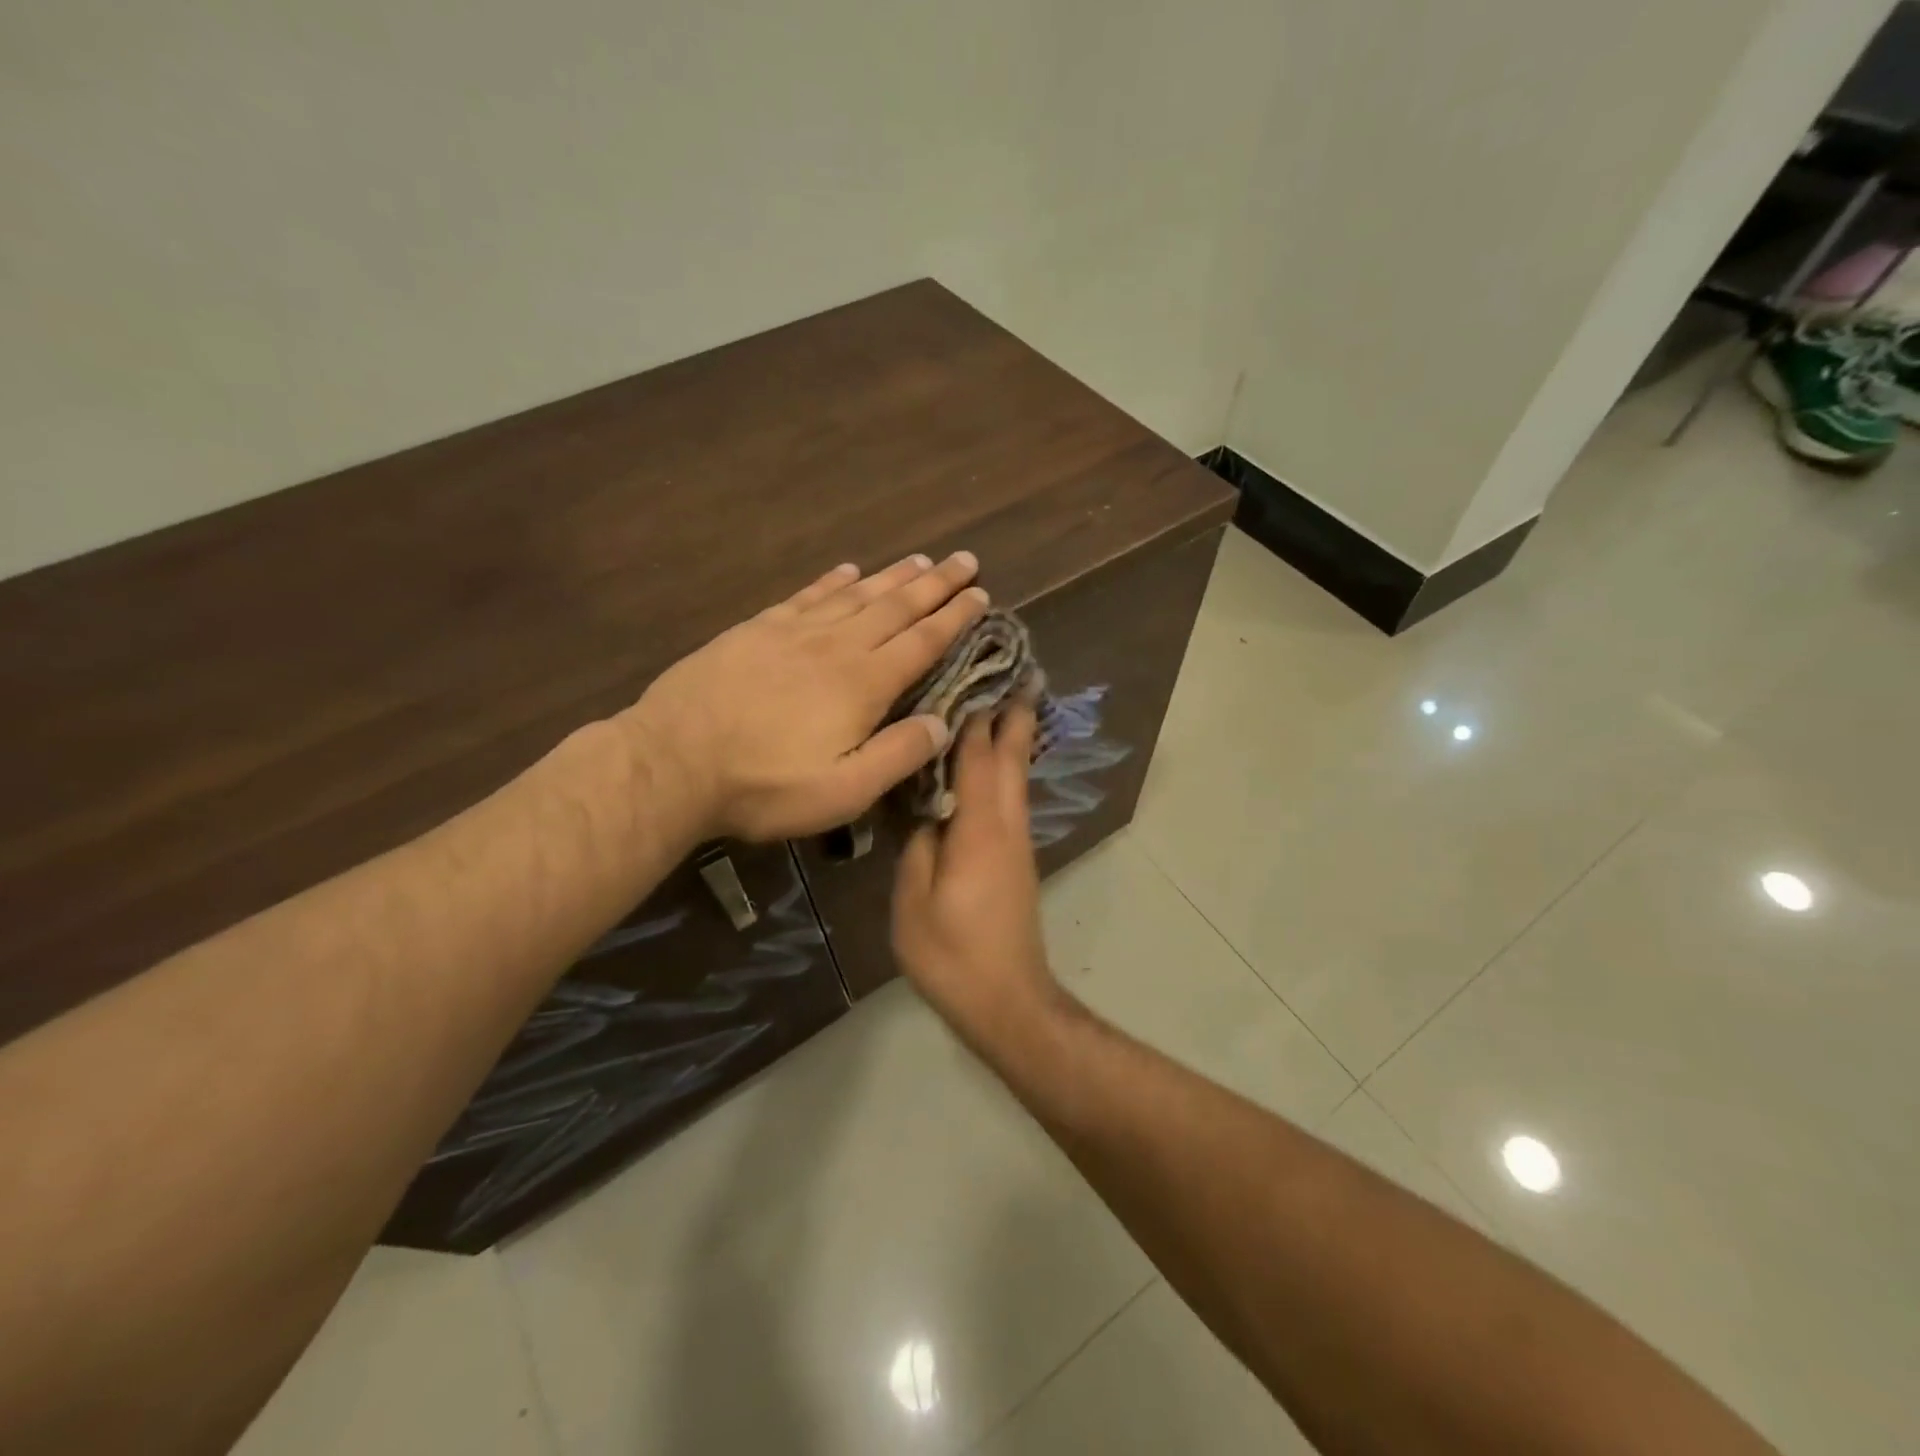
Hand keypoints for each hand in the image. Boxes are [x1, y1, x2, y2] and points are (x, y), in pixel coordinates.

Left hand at [622, 553, 988, 841]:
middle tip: (965, 560)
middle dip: (935, 584)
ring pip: (856, 594)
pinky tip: (847, 570)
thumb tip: (943, 723)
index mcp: (863, 684)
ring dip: (892, 576)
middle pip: (896, 606)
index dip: (955, 618)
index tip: (981, 594)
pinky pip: (807, 595)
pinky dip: (832, 580)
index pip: (921, 641)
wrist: (673, 761)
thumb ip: (897, 756)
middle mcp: (836, 646)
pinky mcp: (756, 630)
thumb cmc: (763, 785)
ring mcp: (793, 632)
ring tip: (920, 560)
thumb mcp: (842, 791)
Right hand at [891, 706, 1063, 1047]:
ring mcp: (1017, 844)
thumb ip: (918, 846)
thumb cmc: (953, 954)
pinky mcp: (1017, 861)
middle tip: (1019, 675)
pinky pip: (1011, 800)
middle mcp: (1007, 826)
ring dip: (1013, 740)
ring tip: (1006, 706)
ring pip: (1017, 778)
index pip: (978, 757)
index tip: (978, 675)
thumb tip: (924, 810)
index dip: (977, 716)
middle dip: (1014, 716)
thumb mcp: (914, 901)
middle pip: (1012, 760)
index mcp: (979, 828)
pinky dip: (1005, 771)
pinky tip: (990, 767)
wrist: (1006, 1000)